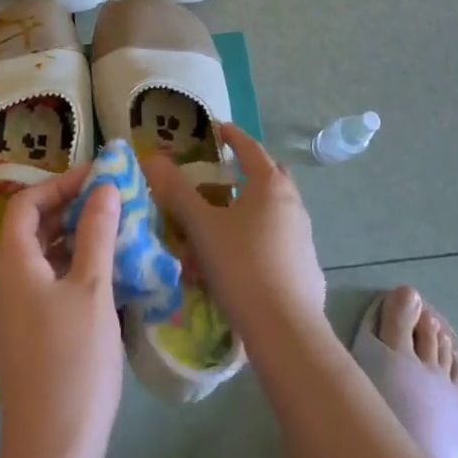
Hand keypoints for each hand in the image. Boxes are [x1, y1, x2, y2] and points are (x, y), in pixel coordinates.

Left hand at [0, 167, 124, 457]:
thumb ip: (97, 232)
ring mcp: (16, 313)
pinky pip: (49, 286)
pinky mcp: (29, 337)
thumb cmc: (73, 361)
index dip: (60, 184)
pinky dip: (75, 270)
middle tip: (114, 203)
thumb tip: (105, 187)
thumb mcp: (93, 288)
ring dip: (77, 240)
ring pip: (44, 259)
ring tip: (118, 234)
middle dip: (72, 209)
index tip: (99, 178)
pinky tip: (109, 277)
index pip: (26, 203)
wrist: (52, 452)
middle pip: (33, 229)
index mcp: (14, 264)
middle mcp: (6, 283)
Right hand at [141, 122, 326, 341]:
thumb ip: (176, 191)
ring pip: (270, 213)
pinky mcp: (306, 267)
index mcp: (270, 185)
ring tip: (216, 227)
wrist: (285, 329)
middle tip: (218, 178)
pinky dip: (255, 241)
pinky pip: (275, 242)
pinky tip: (234, 264)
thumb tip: (151, 159)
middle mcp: (292, 204)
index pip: (250, 148)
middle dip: (244, 174)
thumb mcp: (201, 226)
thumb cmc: (241, 265)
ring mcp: (303, 236)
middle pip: (267, 178)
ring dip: (246, 213)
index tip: (219, 128)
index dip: (233, 136)